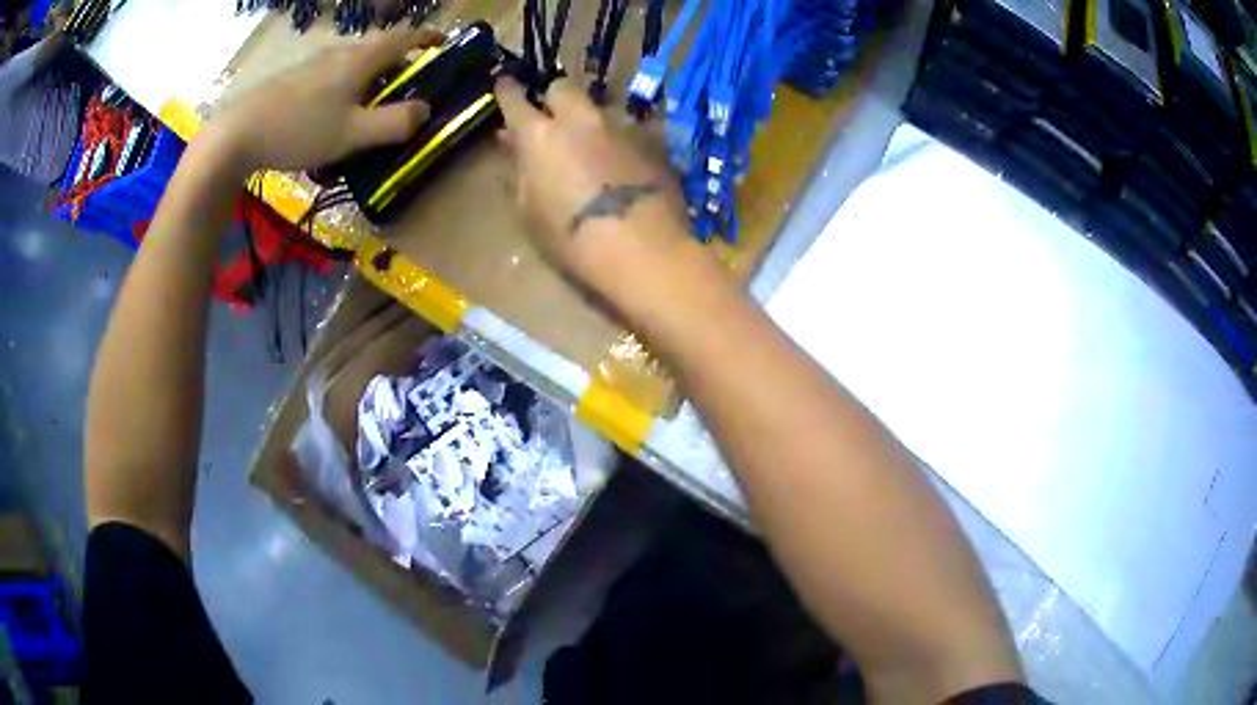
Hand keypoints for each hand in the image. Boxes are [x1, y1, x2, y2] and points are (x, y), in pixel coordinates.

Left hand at [203, 27, 442, 173]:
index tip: (443, 42)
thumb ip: (393, 123)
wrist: (237, 134)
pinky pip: (331, 75)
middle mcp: (338, 54)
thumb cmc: (299, 130)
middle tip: (406, 90)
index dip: (426, 38)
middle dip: (398, 65)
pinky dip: (345, 87)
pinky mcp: (293, 79)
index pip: (402, 39)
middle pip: (377, 51)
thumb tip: (426, 110)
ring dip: (370, 78)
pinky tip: (334, 114)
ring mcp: (312, 65)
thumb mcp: (352, 134)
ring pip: (352, 64)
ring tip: (370, 107)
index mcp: (359, 60)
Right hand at [494, 77, 689, 285]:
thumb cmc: (572, 240)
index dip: (507, 91)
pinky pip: (629, 133)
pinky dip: (621, 144)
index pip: (516, 100)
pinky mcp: (654, 142)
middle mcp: (580, 120)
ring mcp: (621, 127)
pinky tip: (625, 166)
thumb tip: (518, 152)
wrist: (642, 250)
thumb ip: (521, 175)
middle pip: (563, 88)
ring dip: (590, 123)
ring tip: (593, 148)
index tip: (504, 83)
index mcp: (540, 136)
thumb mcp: (529, 213)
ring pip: (599, 110)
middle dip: (554, 99)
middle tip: (552, 120)